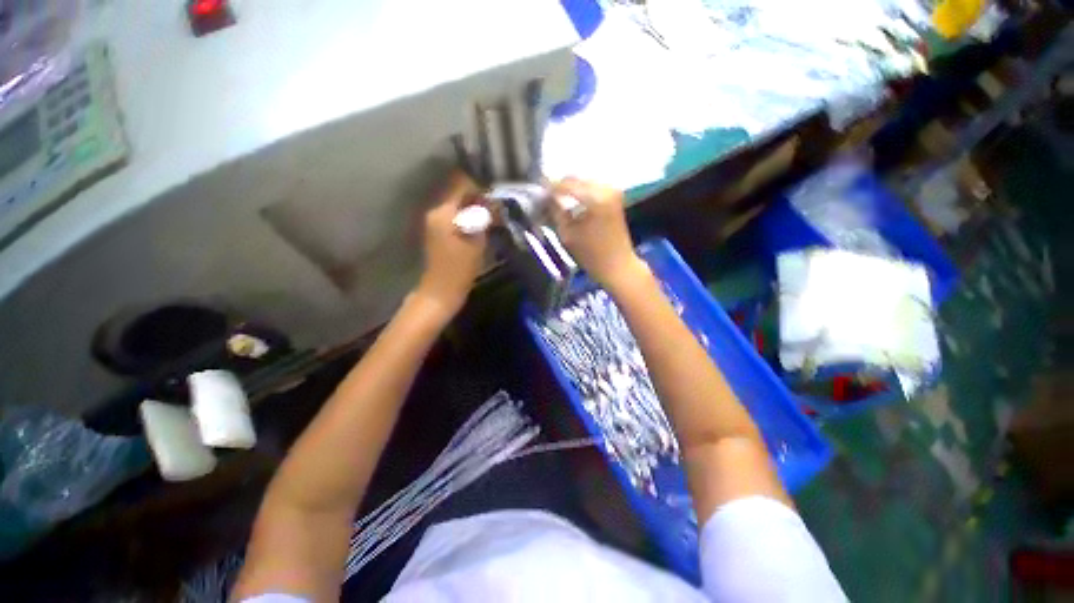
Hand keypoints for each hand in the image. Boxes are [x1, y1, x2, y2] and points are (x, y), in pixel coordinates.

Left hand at [415, 172, 487, 317]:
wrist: (441, 291)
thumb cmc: (459, 268)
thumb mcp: (476, 241)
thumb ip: (483, 217)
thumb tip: (493, 200)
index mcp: (443, 212)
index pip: (460, 183)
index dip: (479, 183)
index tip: (496, 190)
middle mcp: (436, 211)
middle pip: (459, 192)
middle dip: (479, 194)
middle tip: (498, 202)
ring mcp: (437, 221)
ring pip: (459, 204)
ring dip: (476, 205)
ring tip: (494, 212)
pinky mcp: (440, 231)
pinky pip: (457, 215)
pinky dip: (470, 215)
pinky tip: (484, 222)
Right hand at [551, 177, 647, 292]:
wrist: (618, 265)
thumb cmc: (592, 255)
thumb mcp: (567, 235)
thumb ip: (556, 212)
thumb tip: (547, 198)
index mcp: (595, 198)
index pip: (566, 184)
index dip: (549, 186)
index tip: (536, 189)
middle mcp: (606, 189)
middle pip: (576, 179)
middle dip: (559, 186)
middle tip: (545, 196)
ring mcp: (613, 191)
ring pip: (584, 182)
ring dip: (570, 189)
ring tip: (556, 199)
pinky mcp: (615, 197)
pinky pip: (592, 188)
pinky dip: (580, 193)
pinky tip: (570, 202)